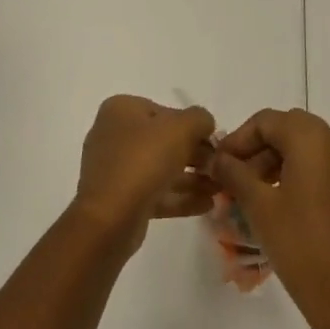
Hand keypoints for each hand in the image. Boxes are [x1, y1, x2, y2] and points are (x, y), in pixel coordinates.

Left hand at [73, 95, 218, 251]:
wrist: (109, 218)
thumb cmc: (144, 161)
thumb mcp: (181, 129)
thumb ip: (199, 119)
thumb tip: (204, 124)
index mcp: (121, 110)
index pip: (165, 111)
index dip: (192, 126)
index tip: (214, 143)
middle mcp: (114, 135)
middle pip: (163, 141)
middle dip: (195, 155)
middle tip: (219, 168)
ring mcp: (115, 169)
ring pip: (161, 169)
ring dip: (192, 178)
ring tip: (220, 188)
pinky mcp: (120, 199)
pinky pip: (155, 192)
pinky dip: (180, 197)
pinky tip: (207, 204)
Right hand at [210, 109, 329, 328]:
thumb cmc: (302, 248)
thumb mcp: (259, 207)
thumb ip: (234, 173)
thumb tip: (216, 157)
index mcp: (315, 140)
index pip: (267, 120)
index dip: (238, 138)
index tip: (218, 164)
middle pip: (289, 130)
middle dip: (257, 148)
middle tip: (233, 177)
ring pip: (307, 149)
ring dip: (276, 162)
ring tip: (250, 195)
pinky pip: (323, 169)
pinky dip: (298, 176)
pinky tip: (279, 207)